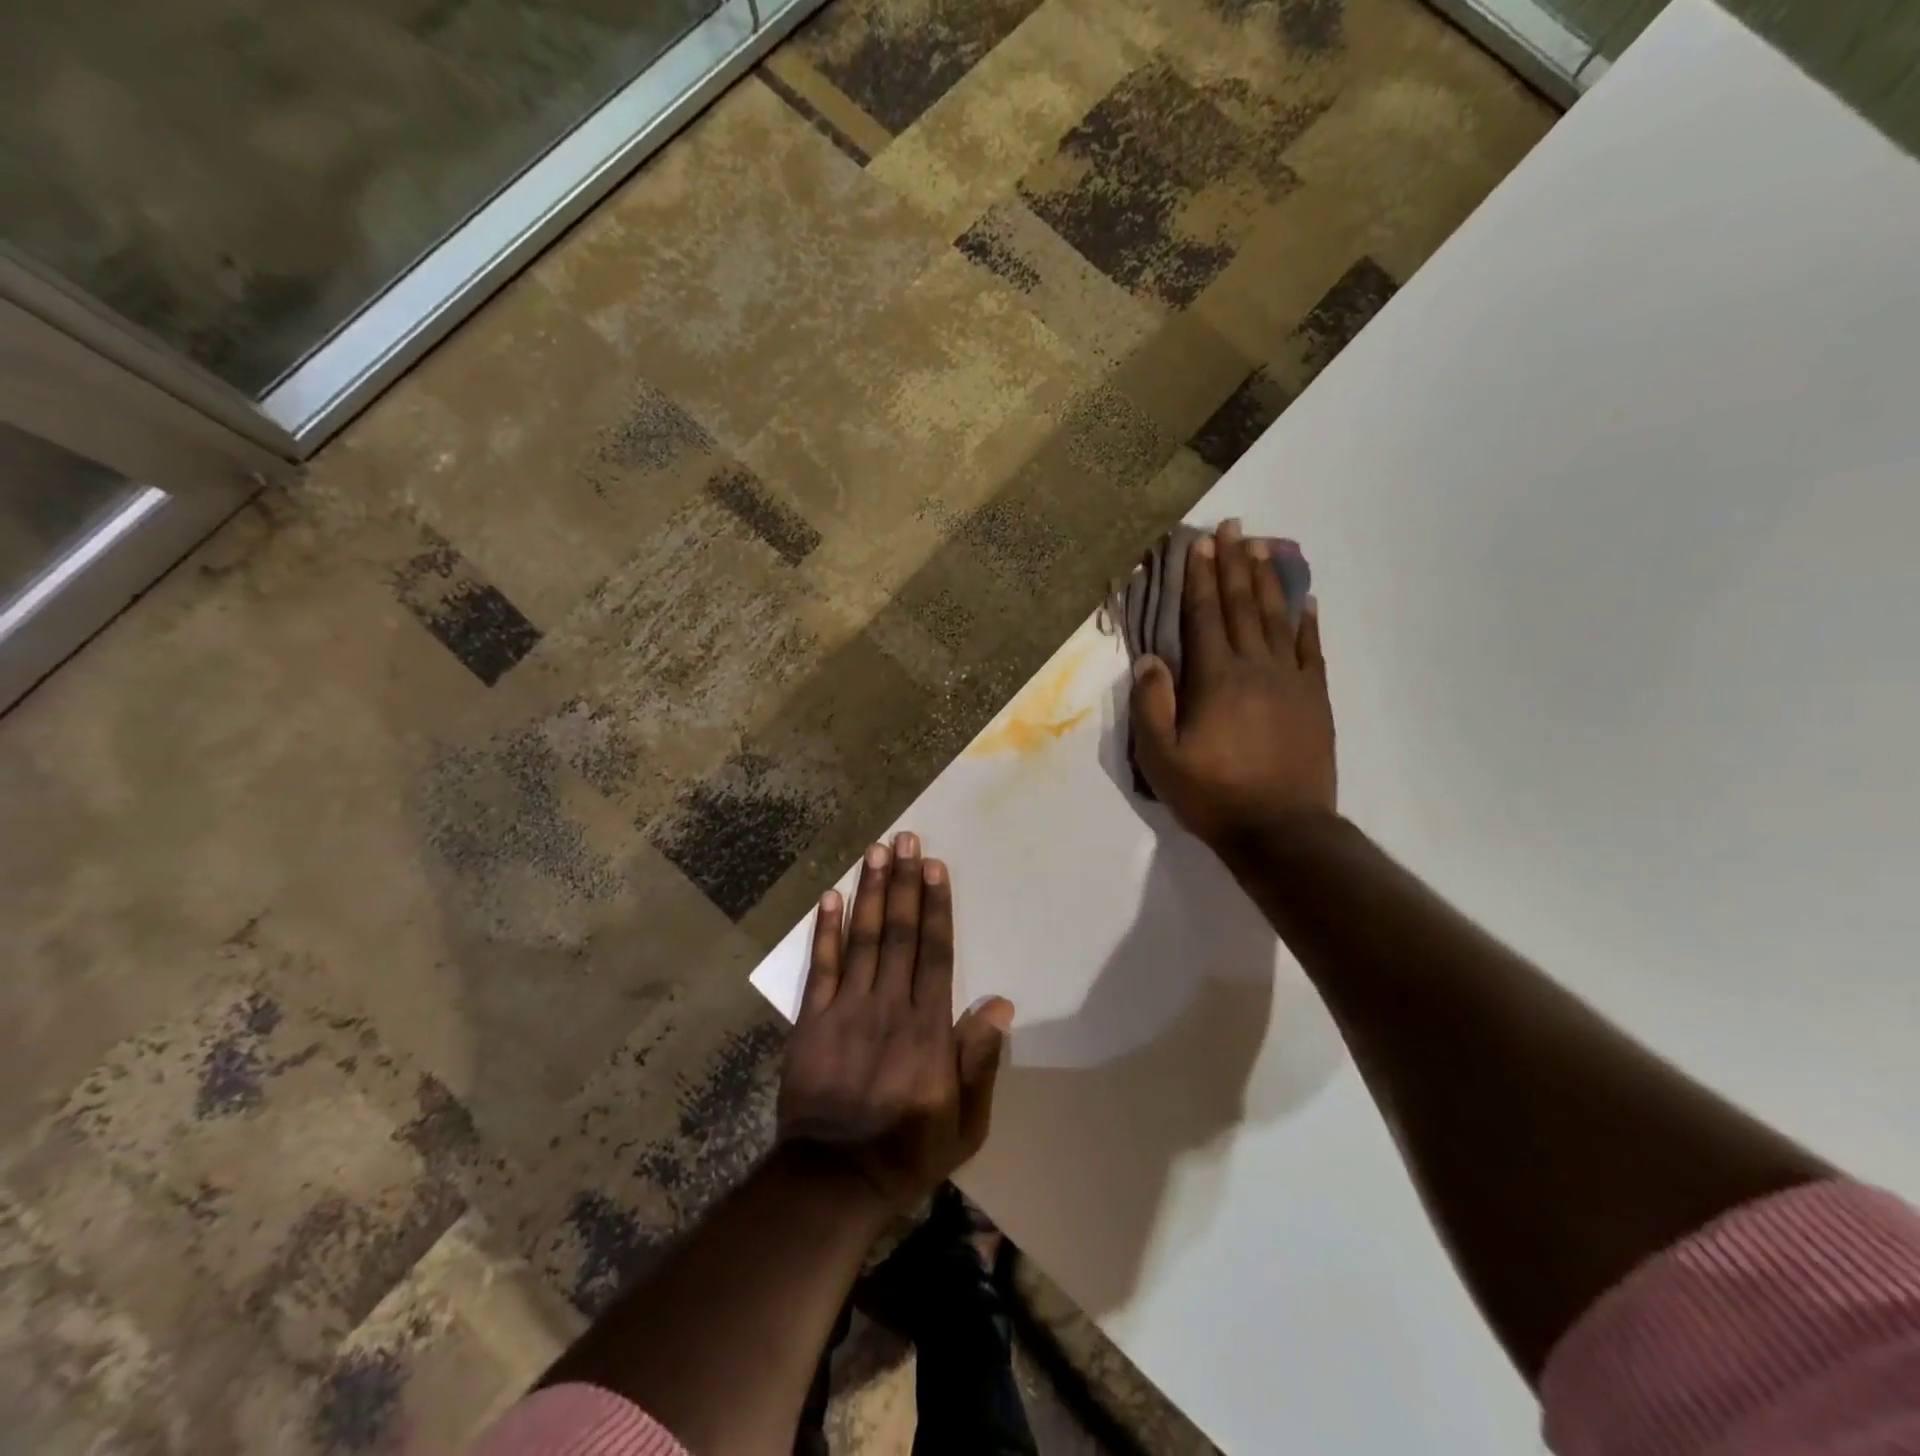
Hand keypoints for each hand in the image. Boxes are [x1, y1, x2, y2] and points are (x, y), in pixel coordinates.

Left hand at [777, 833, 1014, 1212]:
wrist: (832, 1182)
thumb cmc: (907, 1151)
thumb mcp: (965, 1123)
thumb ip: (980, 1061)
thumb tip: (1000, 1005)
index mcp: (928, 1028)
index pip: (935, 952)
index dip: (935, 906)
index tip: (934, 867)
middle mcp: (889, 1006)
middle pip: (898, 933)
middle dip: (903, 883)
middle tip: (905, 839)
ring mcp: (846, 1010)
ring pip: (860, 939)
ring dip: (868, 892)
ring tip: (874, 851)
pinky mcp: (812, 1021)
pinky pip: (819, 968)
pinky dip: (823, 931)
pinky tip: (828, 897)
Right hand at [1131, 520, 1336, 852]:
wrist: (1282, 831)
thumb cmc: (1213, 795)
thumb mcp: (1162, 758)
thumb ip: (1152, 704)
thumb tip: (1150, 658)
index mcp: (1216, 679)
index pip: (1205, 617)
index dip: (1200, 578)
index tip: (1199, 543)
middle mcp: (1256, 668)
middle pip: (1243, 606)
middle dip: (1234, 564)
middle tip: (1232, 526)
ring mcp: (1292, 681)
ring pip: (1278, 619)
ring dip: (1268, 580)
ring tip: (1262, 546)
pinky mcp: (1315, 699)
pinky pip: (1312, 650)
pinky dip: (1307, 621)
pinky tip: (1305, 599)